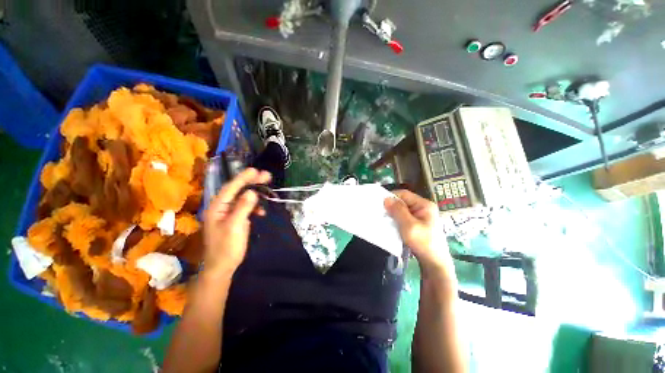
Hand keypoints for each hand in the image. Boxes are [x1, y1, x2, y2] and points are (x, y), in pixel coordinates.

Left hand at [203, 168, 270, 278]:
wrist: (222, 267)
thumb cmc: (226, 247)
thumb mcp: (235, 226)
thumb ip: (242, 208)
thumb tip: (252, 192)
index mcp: (217, 207)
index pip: (231, 188)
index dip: (244, 178)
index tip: (256, 170)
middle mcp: (221, 207)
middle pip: (237, 190)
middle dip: (252, 182)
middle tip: (266, 175)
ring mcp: (228, 213)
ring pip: (243, 198)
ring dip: (256, 194)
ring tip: (268, 191)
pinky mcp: (235, 219)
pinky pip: (246, 207)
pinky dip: (254, 207)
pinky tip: (261, 211)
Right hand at [384, 190, 453, 277]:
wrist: (435, 264)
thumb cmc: (423, 243)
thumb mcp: (409, 226)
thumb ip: (398, 211)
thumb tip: (386, 198)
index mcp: (424, 205)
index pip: (404, 194)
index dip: (391, 197)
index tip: (379, 204)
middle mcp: (423, 208)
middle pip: (403, 202)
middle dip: (391, 207)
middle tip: (380, 213)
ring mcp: (421, 217)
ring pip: (402, 210)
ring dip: (393, 214)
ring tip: (384, 219)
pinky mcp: (418, 225)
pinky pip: (404, 218)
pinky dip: (396, 220)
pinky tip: (391, 225)